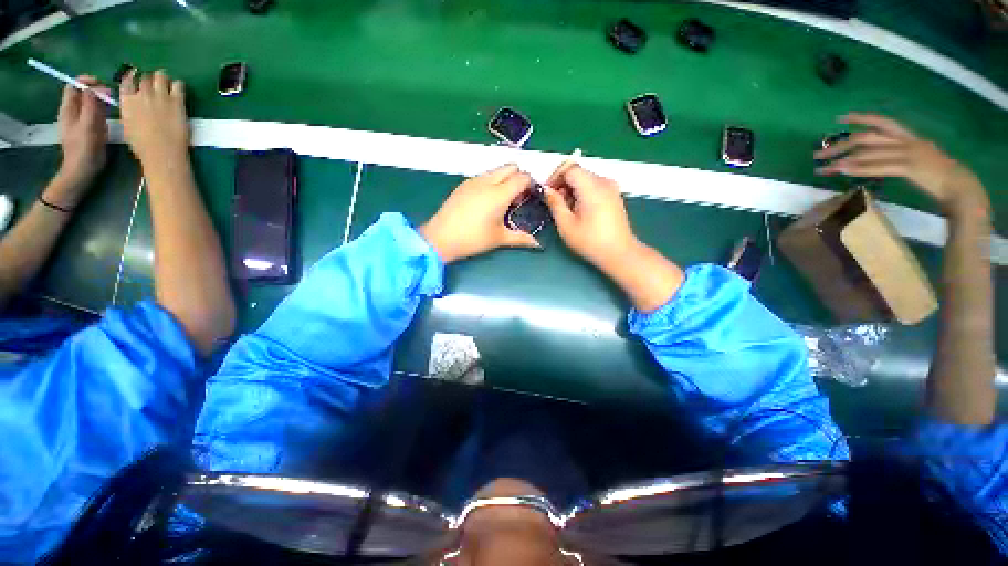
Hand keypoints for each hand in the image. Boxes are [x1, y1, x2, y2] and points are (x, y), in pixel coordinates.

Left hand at [51, 76, 109, 207]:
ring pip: (91, 102)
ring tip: (113, 106)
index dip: (87, 81)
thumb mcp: (88, 125)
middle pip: (83, 93)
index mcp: (69, 108)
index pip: (75, 85)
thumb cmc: (84, 150)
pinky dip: (103, 110)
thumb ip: (92, 105)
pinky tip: (111, 116)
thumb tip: (101, 87)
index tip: (102, 85)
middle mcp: (73, 111)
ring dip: (102, 101)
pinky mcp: (89, 128)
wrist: (82, 172)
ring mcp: (81, 120)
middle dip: (97, 91)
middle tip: (111, 97)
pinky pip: (95, 113)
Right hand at [120, 69, 189, 165]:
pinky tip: (178, 92)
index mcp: (126, 100)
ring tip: (166, 87)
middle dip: (149, 80)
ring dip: (163, 79)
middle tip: (155, 88)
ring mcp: (160, 96)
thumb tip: (132, 102)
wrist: (162, 152)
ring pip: (161, 76)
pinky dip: (178, 86)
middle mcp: (142, 94)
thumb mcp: (127, 124)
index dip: (133, 79)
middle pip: (145, 76)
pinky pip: (178, 85)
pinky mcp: (177, 101)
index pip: (127, 80)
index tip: (138, 83)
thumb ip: (129, 109)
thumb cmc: (142, 145)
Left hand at [419, 164, 540, 263]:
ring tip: (503, 201)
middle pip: (510, 167)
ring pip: (496, 170)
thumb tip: (537, 244)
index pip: (522, 177)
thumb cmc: (473, 239)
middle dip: (519, 177)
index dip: (530, 184)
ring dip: (505, 179)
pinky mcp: (463, 185)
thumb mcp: (499, 238)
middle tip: (518, 197)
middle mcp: (487, 181)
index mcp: (499, 193)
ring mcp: (473, 181)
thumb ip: (521, 238)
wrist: (441, 238)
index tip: (531, 197)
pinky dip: (492, 182)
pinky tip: (487, 201)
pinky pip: (484, 176)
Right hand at [541, 165, 638, 270]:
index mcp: (592, 187)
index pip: (569, 167)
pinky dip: (582, 193)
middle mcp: (604, 182)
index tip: (547, 192)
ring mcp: (611, 188)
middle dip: (563, 184)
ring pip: (585, 179)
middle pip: (578, 172)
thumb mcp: (566, 224)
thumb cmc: (590, 241)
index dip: (555, 176)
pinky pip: (594, 186)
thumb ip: (555, 203)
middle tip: (554, 204)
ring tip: (566, 210)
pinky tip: (579, 211)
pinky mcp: (614, 196)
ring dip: (572, 190)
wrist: (619, 253)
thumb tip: (546, 190)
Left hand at [814, 113, 987, 214]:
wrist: (961, 188)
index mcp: (910, 138)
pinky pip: (879, 166)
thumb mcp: (916, 162)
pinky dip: (859, 168)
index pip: (883, 122)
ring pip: (869, 152)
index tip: (840, 118)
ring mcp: (909, 152)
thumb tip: (874, 161)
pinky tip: (842, 170)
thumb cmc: (939, 178)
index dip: (862, 118)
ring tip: (821, 167)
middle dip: (840, 145)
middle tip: (817, 154)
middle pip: (867, 137)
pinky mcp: (910, 167)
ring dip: (842, 160)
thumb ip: (897, 158)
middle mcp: (908, 141)